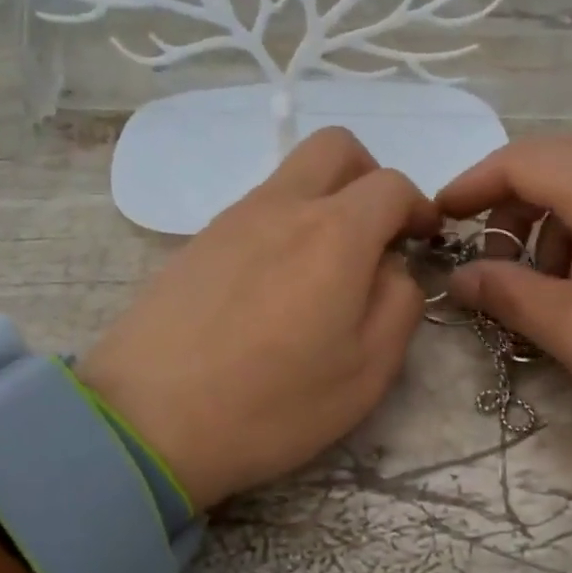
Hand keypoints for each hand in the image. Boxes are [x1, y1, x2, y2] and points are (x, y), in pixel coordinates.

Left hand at [81, 128, 437, 506]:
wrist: (149, 423)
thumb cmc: (275, 404)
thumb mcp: (368, 370)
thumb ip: (399, 304)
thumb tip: (393, 268)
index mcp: (335, 233)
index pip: (392, 185)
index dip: (418, 208)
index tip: (422, 242)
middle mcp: (282, 207)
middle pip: (335, 149)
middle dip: (370, 178)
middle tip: (376, 236)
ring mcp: (231, 220)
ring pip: (292, 178)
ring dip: (324, 204)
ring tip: (325, 275)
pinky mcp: (196, 244)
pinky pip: (256, 211)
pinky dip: (284, 228)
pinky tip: (276, 291)